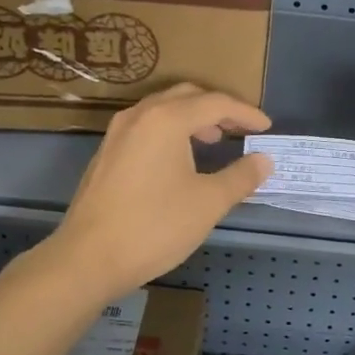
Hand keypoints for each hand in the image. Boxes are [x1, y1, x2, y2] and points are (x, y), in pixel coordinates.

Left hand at [47, 84, 272, 298]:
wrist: (88, 259)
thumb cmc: (155, 226)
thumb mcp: (208, 203)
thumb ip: (241, 177)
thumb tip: (264, 161)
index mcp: (166, 119)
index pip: (216, 103)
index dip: (245, 113)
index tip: (266, 127)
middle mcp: (140, 116)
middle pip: (187, 96)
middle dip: (218, 108)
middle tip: (240, 128)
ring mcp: (118, 133)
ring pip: (163, 109)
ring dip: (192, 117)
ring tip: (213, 140)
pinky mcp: (107, 153)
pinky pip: (146, 126)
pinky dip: (171, 130)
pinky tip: (179, 159)